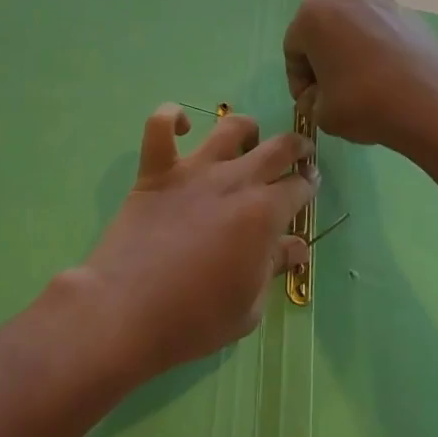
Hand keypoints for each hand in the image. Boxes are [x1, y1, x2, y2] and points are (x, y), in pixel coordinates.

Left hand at [80, 104, 313, 379]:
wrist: (127, 311)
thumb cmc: (195, 319)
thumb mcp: (249, 306)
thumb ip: (274, 266)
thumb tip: (297, 245)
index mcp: (264, 213)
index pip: (299, 187)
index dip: (309, 186)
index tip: (309, 188)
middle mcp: (234, 181)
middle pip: (277, 147)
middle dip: (297, 147)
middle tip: (299, 154)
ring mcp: (193, 171)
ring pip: (229, 127)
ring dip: (246, 128)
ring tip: (247, 140)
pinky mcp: (155, 170)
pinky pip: (160, 125)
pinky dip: (171, 117)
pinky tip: (182, 126)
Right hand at [284, 0, 437, 155]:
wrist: (433, 105)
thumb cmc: (364, 103)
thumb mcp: (321, 113)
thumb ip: (310, 101)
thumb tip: (317, 96)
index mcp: (312, 15)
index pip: (293, 48)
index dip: (298, 79)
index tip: (310, 102)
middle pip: (323, 31)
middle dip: (324, 58)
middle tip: (333, 90)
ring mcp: (381, 2)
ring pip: (354, 28)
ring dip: (352, 51)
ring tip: (365, 84)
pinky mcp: (410, 15)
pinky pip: (383, 31)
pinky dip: (380, 49)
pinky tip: (390, 79)